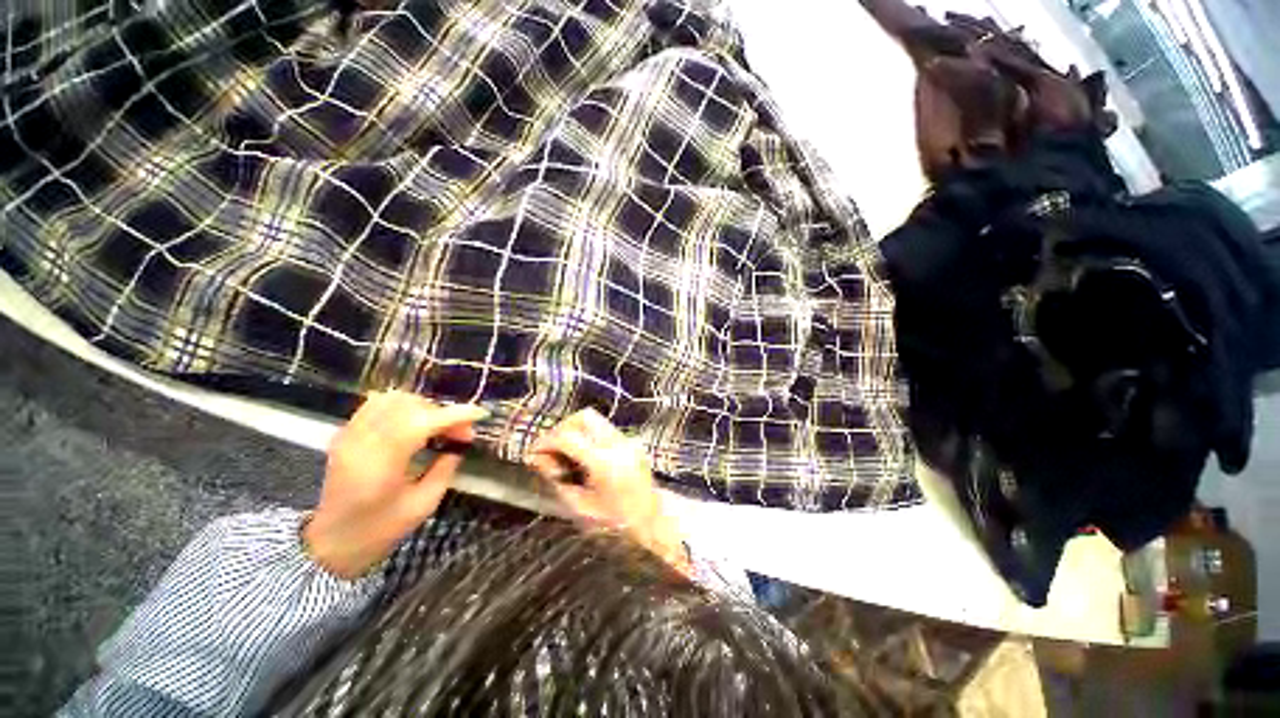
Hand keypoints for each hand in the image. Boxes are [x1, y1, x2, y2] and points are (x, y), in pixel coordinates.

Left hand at [303, 391, 488, 578]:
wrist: (330, 543)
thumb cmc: (379, 530)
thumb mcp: (423, 505)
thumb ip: (444, 469)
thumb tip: (460, 444)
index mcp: (381, 463)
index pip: (423, 422)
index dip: (456, 415)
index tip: (480, 415)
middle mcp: (362, 441)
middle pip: (410, 406)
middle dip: (443, 413)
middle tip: (460, 432)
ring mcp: (349, 434)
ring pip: (393, 399)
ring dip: (423, 407)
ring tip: (437, 427)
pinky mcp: (345, 433)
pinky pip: (377, 404)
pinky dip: (402, 407)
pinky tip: (414, 423)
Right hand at [526, 409, 689, 573]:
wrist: (653, 520)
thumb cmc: (616, 522)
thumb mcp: (580, 507)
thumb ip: (556, 481)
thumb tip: (537, 459)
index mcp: (604, 463)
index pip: (568, 437)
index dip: (546, 442)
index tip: (534, 453)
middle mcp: (617, 444)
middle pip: (584, 416)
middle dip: (563, 429)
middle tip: (553, 450)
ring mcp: (627, 440)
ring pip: (595, 418)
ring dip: (576, 430)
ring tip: (568, 455)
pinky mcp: (631, 440)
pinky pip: (603, 428)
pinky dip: (588, 435)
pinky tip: (585, 457)